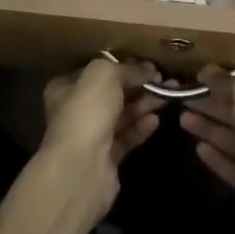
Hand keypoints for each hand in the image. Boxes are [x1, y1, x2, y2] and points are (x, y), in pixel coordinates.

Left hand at [40, 58, 164, 215]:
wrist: (80, 169)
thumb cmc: (87, 112)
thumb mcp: (105, 75)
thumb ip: (127, 68)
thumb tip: (147, 70)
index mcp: (66, 87)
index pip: (96, 71)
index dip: (122, 64)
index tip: (147, 63)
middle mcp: (75, 110)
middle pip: (112, 93)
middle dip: (138, 84)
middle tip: (164, 79)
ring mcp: (90, 136)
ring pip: (122, 114)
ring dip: (144, 104)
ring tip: (168, 96)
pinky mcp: (105, 159)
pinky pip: (127, 137)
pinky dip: (141, 128)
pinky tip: (156, 120)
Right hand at [180, 67, 234, 233]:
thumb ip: (228, 78)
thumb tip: (207, 71)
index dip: (227, 82)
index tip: (201, 78)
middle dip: (213, 105)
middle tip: (185, 98)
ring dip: (210, 129)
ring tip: (183, 119)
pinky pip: (234, 167)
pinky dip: (217, 157)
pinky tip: (198, 148)